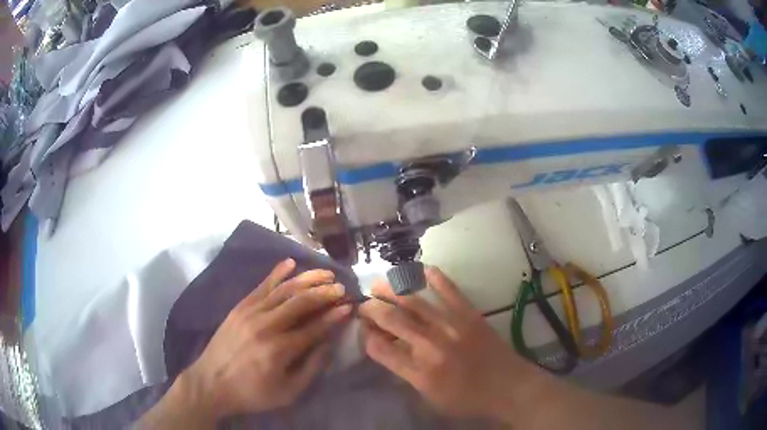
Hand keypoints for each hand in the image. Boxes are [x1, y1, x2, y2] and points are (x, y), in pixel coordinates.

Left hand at [181, 259, 350, 419]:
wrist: (210, 382)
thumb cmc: (252, 392)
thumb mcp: (288, 392)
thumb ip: (311, 367)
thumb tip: (329, 343)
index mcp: (279, 350)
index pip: (314, 327)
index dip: (333, 316)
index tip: (349, 307)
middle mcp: (266, 325)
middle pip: (300, 302)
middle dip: (324, 293)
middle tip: (341, 288)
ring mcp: (250, 312)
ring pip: (283, 289)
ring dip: (307, 279)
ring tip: (325, 273)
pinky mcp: (239, 307)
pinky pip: (261, 285)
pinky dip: (277, 273)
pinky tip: (291, 263)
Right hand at [359, 266, 532, 420]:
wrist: (508, 387)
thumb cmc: (467, 399)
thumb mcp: (430, 398)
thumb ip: (407, 375)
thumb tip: (390, 350)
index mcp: (419, 372)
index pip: (380, 349)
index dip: (366, 336)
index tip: (363, 329)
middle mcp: (431, 347)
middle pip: (392, 321)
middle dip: (372, 309)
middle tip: (364, 304)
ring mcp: (451, 327)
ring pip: (415, 303)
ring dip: (393, 290)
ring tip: (378, 283)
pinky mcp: (470, 316)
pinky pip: (451, 292)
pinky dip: (437, 279)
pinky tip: (423, 270)